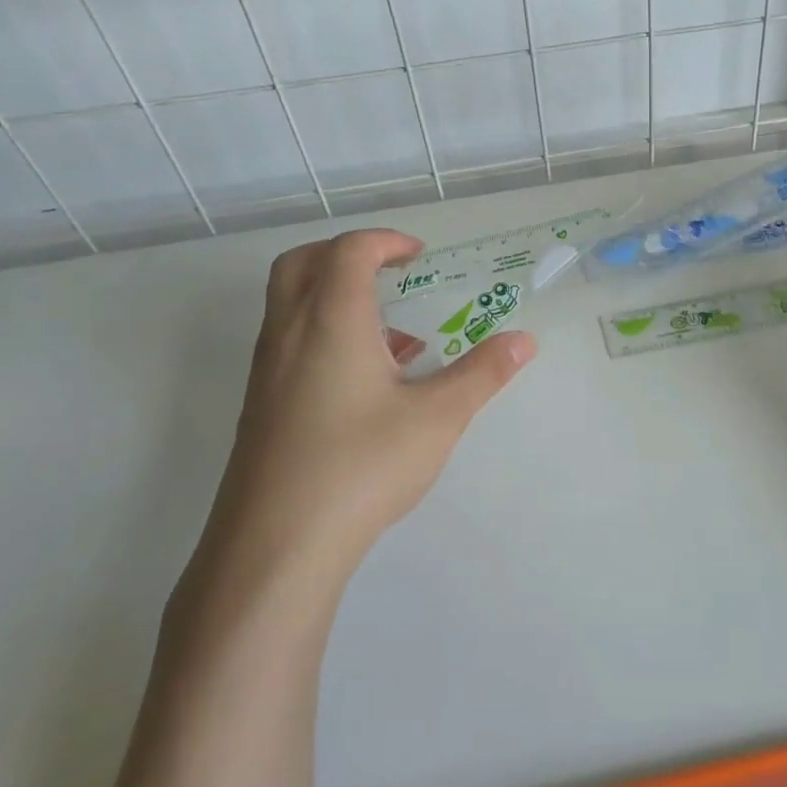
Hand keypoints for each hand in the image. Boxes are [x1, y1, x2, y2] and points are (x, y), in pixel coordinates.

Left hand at [179, 230, 534, 621]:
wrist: (276, 545)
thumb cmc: (362, 466)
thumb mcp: (437, 417)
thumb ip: (482, 373)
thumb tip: (524, 341)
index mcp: (331, 321)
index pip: (349, 251)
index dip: (387, 242)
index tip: (421, 256)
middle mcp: (289, 334)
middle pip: (302, 264)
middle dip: (347, 254)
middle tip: (391, 272)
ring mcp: (268, 372)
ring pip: (291, 306)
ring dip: (336, 298)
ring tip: (394, 337)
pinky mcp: (261, 408)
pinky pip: (290, 345)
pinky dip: (325, 336)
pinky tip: (368, 386)